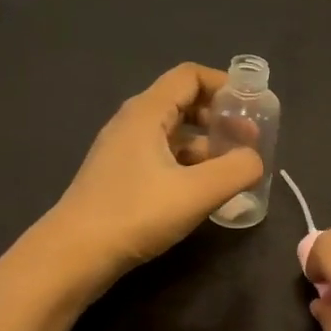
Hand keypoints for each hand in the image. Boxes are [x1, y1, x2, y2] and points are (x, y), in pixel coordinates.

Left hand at [43, 63, 263, 293]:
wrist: (74, 255)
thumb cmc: (136, 213)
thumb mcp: (198, 192)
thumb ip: (237, 170)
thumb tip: (255, 160)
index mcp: (147, 113)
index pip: (189, 76)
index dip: (224, 84)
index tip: (252, 106)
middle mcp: (132, 123)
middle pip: (183, 101)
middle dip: (220, 116)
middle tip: (248, 140)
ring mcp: (123, 150)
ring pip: (174, 132)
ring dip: (207, 143)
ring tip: (233, 168)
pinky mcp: (121, 176)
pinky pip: (163, 156)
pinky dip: (189, 163)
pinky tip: (205, 189)